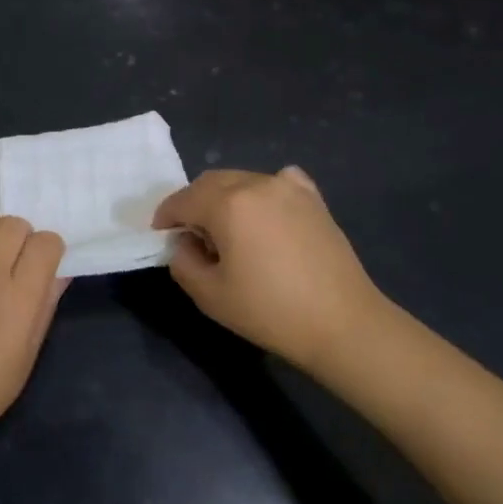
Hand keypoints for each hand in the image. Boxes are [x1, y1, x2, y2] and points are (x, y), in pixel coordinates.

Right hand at [154, 167, 393, 374]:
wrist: (342, 323)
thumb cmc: (270, 311)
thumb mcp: (210, 295)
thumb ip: (183, 262)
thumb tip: (184, 243)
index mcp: (227, 203)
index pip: (183, 200)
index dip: (166, 216)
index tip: (160, 234)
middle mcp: (256, 183)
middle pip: (211, 182)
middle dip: (193, 203)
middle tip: (191, 235)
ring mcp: (289, 187)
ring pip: (242, 180)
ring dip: (225, 198)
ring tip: (229, 232)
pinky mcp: (313, 198)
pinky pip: (277, 182)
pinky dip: (261, 193)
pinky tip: (266, 215)